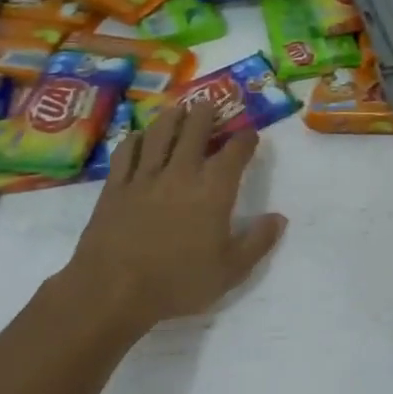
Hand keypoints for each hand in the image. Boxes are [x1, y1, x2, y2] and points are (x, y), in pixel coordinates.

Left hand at [55, 101, 286, 330]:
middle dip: (205, 114)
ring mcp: (145, 177)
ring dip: (171, 117)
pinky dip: (134, 140)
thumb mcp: (230, 271)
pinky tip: (137, 136)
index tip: (250, 133)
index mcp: (213, 190)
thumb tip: (279, 218)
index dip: (245, 139)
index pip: (234, 153)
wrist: (112, 289)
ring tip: (177, 108)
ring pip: (159, 135)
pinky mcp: (115, 187)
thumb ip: (258, 241)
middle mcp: (181, 173)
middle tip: (209, 103)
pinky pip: (125, 153)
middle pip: (194, 131)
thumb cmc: (177, 282)